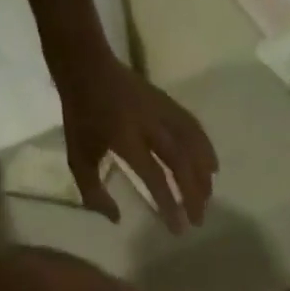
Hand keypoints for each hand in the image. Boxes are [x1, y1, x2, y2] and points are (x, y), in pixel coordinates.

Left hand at [58, 57, 218, 233]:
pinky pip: (191, 125)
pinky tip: (212, 166)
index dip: (168, 203)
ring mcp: (160, 109)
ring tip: (209, 197)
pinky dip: (205, 146)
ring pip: (190, 143)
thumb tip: (116, 219)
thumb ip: (94, 193)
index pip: (154, 176)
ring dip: (202, 173)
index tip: (178, 228)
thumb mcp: (78, 158)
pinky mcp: (166, 101)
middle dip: (192, 193)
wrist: (85, 62)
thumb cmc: (80, 115)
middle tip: (199, 220)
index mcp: (125, 138)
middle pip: (179, 162)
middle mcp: (148, 123)